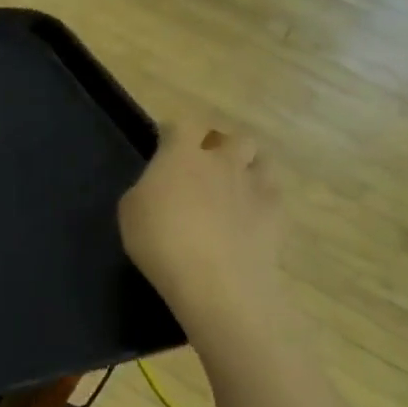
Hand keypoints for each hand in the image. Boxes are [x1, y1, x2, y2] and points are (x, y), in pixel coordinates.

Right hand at [118, 116, 288, 345]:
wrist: (216, 283)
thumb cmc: (160, 243)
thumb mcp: (130, 212)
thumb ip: (147, 188)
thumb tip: (160, 185)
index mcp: (182, 156)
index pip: (186, 123)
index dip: (178, 130)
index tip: (168, 142)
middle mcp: (222, 161)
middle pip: (233, 136)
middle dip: (221, 144)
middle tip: (205, 164)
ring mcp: (254, 186)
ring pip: (260, 159)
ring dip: (247, 166)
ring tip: (234, 185)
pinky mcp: (277, 214)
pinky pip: (273, 192)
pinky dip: (262, 197)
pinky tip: (250, 215)